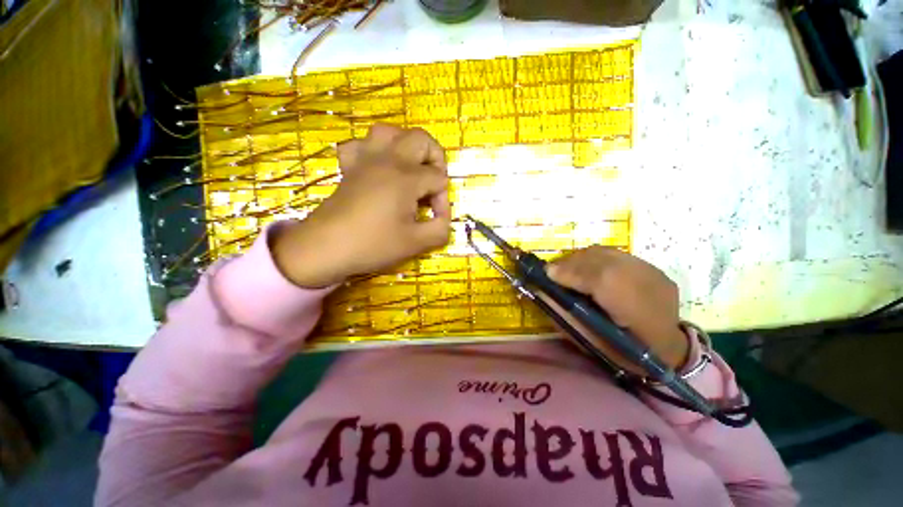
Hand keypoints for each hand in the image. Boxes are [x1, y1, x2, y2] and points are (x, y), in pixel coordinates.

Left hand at [271, 124, 450, 287]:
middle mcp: (388, 159)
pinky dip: (372, 151)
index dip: (443, 200)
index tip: (437, 219)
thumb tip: (444, 221)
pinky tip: (377, 167)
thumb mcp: (415, 243)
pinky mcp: (349, 167)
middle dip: (435, 159)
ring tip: (410, 168)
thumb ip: (440, 230)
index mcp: (406, 177)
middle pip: (421, 139)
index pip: (439, 179)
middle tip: (432, 184)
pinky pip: (360, 145)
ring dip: (405, 146)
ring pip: (389, 131)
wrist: (325, 248)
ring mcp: (365, 160)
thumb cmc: (373, 244)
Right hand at [545, 246, 688, 371]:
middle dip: (570, 263)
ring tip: (568, 270)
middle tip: (553, 272)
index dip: (571, 273)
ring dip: (580, 258)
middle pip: (602, 260)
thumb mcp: (591, 342)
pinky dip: (594, 258)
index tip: (547, 274)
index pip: (602, 280)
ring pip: (607, 253)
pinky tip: (587, 269)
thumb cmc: (625, 352)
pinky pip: (614, 254)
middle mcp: (650, 286)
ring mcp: (653, 272)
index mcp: (640, 313)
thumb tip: (541, 291)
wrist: (668, 348)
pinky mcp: (651, 267)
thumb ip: (565, 315)